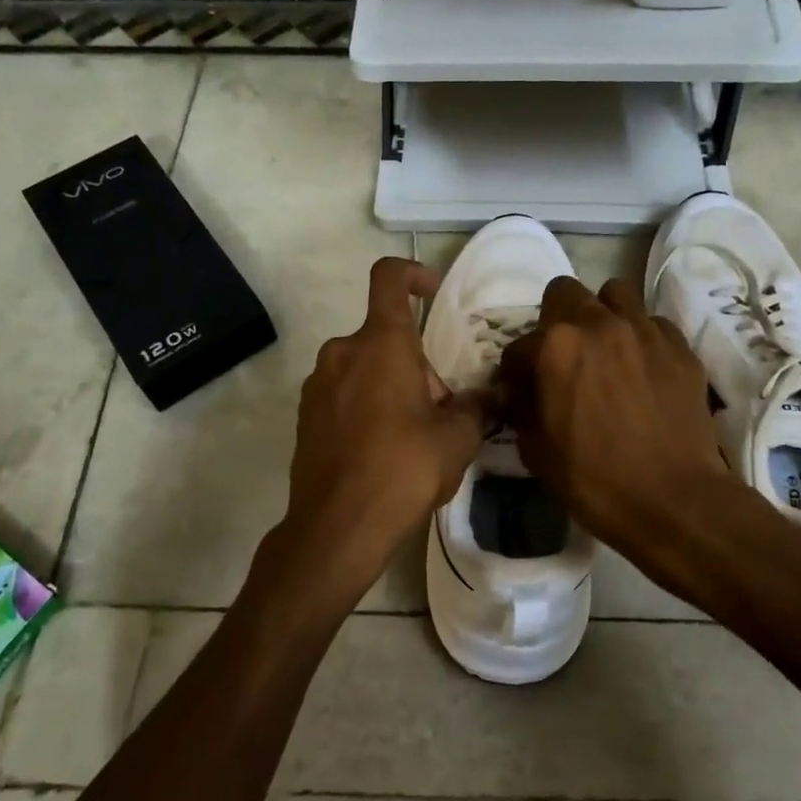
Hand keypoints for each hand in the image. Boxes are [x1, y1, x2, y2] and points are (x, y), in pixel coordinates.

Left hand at [277, 257, 486, 604]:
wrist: (337, 527)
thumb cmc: (403, 468)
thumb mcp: (456, 438)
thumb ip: (477, 407)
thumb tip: (494, 395)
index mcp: (381, 343)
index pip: (389, 278)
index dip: (412, 273)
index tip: (433, 292)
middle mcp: (342, 352)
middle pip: (385, 338)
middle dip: (417, 364)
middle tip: (441, 411)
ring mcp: (318, 384)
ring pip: (364, 367)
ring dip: (392, 387)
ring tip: (414, 437)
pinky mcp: (306, 416)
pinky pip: (344, 394)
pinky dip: (366, 407)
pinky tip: (383, 452)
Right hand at [498, 276, 737, 592]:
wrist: (673, 501)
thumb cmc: (593, 479)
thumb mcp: (536, 449)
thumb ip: (522, 408)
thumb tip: (518, 394)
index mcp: (556, 345)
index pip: (519, 344)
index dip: (516, 370)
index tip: (521, 389)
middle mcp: (599, 324)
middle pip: (566, 292)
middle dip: (556, 318)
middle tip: (563, 355)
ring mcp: (645, 330)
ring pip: (616, 293)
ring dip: (603, 313)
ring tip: (605, 347)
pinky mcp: (681, 347)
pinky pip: (654, 324)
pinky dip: (642, 339)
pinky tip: (643, 369)